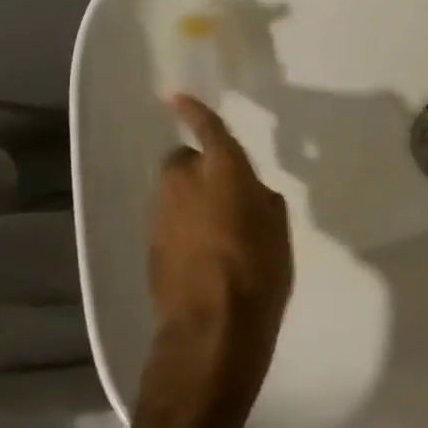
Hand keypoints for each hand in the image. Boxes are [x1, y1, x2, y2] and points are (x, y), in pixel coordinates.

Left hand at [146, 96, 292, 406]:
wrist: (212, 330)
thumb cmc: (259, 270)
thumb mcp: (277, 226)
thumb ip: (258, 197)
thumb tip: (246, 191)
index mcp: (222, 171)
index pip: (206, 129)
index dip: (194, 111)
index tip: (178, 97)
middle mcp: (184, 183)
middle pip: (182, 161)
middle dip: (197, 168)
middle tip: (221, 191)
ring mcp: (161, 215)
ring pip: (172, 192)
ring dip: (188, 198)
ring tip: (214, 228)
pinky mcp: (150, 245)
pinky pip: (167, 220)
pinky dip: (181, 226)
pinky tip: (200, 253)